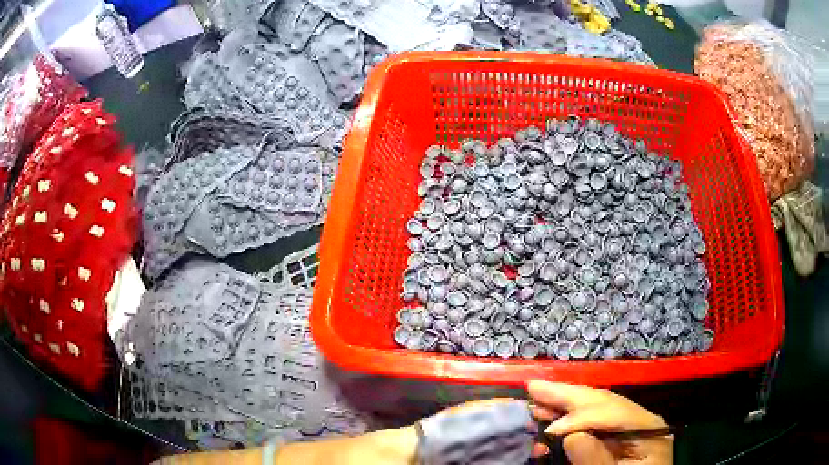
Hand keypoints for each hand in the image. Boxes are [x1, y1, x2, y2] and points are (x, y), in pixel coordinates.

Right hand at [527, 380, 672, 464]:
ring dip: (564, 403)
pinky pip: (592, 421)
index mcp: (649, 428)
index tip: (549, 430)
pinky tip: (552, 416)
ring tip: (538, 397)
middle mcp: (639, 419)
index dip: (580, 416)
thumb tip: (571, 436)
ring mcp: (628, 426)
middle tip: (535, 387)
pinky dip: (569, 418)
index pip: (614, 412)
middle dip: (567, 395)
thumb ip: (598, 460)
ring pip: (596, 406)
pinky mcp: (616, 436)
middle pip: (603, 401)